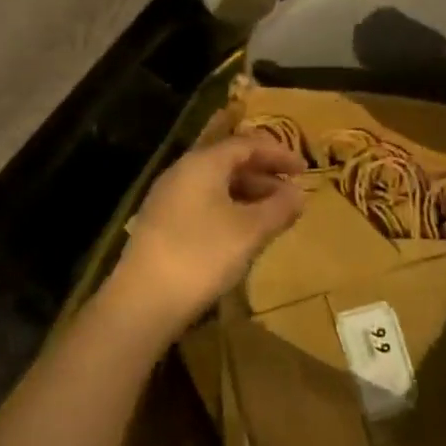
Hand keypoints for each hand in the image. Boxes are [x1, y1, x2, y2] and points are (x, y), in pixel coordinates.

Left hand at [103, 136, 307, 340]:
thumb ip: (279, 208)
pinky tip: (241, 233)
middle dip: (264, 174)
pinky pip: (203, 202)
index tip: (304, 169)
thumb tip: (299, 193)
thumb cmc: (202, 256)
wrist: (142, 302)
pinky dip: (229, 208)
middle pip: (229, 161)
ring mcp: (168, 197)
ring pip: (216, 184)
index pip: (247, 144)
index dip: (278, 154)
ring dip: (247, 194)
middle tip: (291, 193)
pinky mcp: (161, 223)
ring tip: (272, 215)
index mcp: (203, 162)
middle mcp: (182, 171)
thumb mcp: (250, 231)